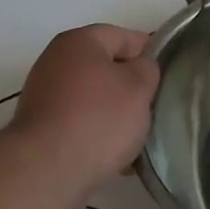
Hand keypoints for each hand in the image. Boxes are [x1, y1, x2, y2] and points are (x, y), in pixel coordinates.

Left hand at [10, 25, 160, 193]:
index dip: (150, 52)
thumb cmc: (98, 119)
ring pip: (94, 99)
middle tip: (154, 108)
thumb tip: (140, 67)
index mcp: (79, 42)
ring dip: (115, 115)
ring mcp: (44, 96)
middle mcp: (56, 62)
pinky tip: (116, 159)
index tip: (168, 75)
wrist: (47, 171)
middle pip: (106, 68)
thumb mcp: (138, 87)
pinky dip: (97, 135)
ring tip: (138, 139)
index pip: (124, 36)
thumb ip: (147, 68)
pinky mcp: (41, 129)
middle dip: (131, 89)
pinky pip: (79, 124)